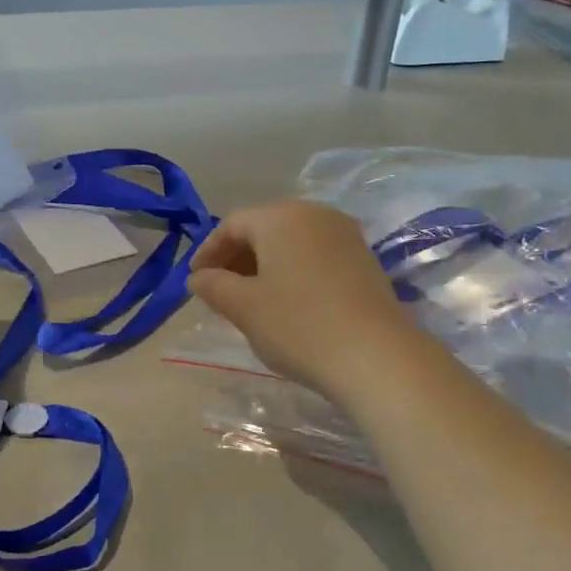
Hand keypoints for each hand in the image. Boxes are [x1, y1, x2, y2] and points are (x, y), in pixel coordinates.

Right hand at [188, 200, 424, 405]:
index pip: (232, 224)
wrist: (375, 356)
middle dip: (236, 258)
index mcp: (281, 217)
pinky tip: (286, 303)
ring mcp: (345, 235)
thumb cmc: (298, 326)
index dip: (208, 251)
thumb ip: (213, 286)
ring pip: (291, 243)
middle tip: (218, 291)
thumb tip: (197, 277)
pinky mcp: (364, 260)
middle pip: (264, 228)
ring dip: (264, 266)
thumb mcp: (244, 308)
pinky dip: (292, 272)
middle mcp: (315, 214)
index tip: (195, 281)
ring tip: (249, 300)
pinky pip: (315, 256)